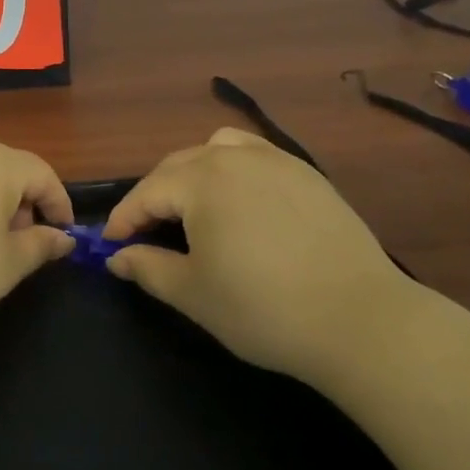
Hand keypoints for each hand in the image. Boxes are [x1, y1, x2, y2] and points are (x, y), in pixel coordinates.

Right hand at [102, 128, 408, 378]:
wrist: (360, 320)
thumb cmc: (263, 309)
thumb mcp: (192, 294)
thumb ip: (146, 268)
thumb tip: (117, 258)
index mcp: (201, 181)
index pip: (146, 192)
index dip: (122, 220)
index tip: (109, 246)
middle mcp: (235, 157)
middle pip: (177, 166)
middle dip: (153, 196)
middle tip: (144, 234)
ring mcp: (276, 161)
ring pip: (216, 149)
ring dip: (192, 174)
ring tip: (192, 208)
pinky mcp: (307, 174)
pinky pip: (255, 155)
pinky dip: (233, 169)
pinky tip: (240, 202)